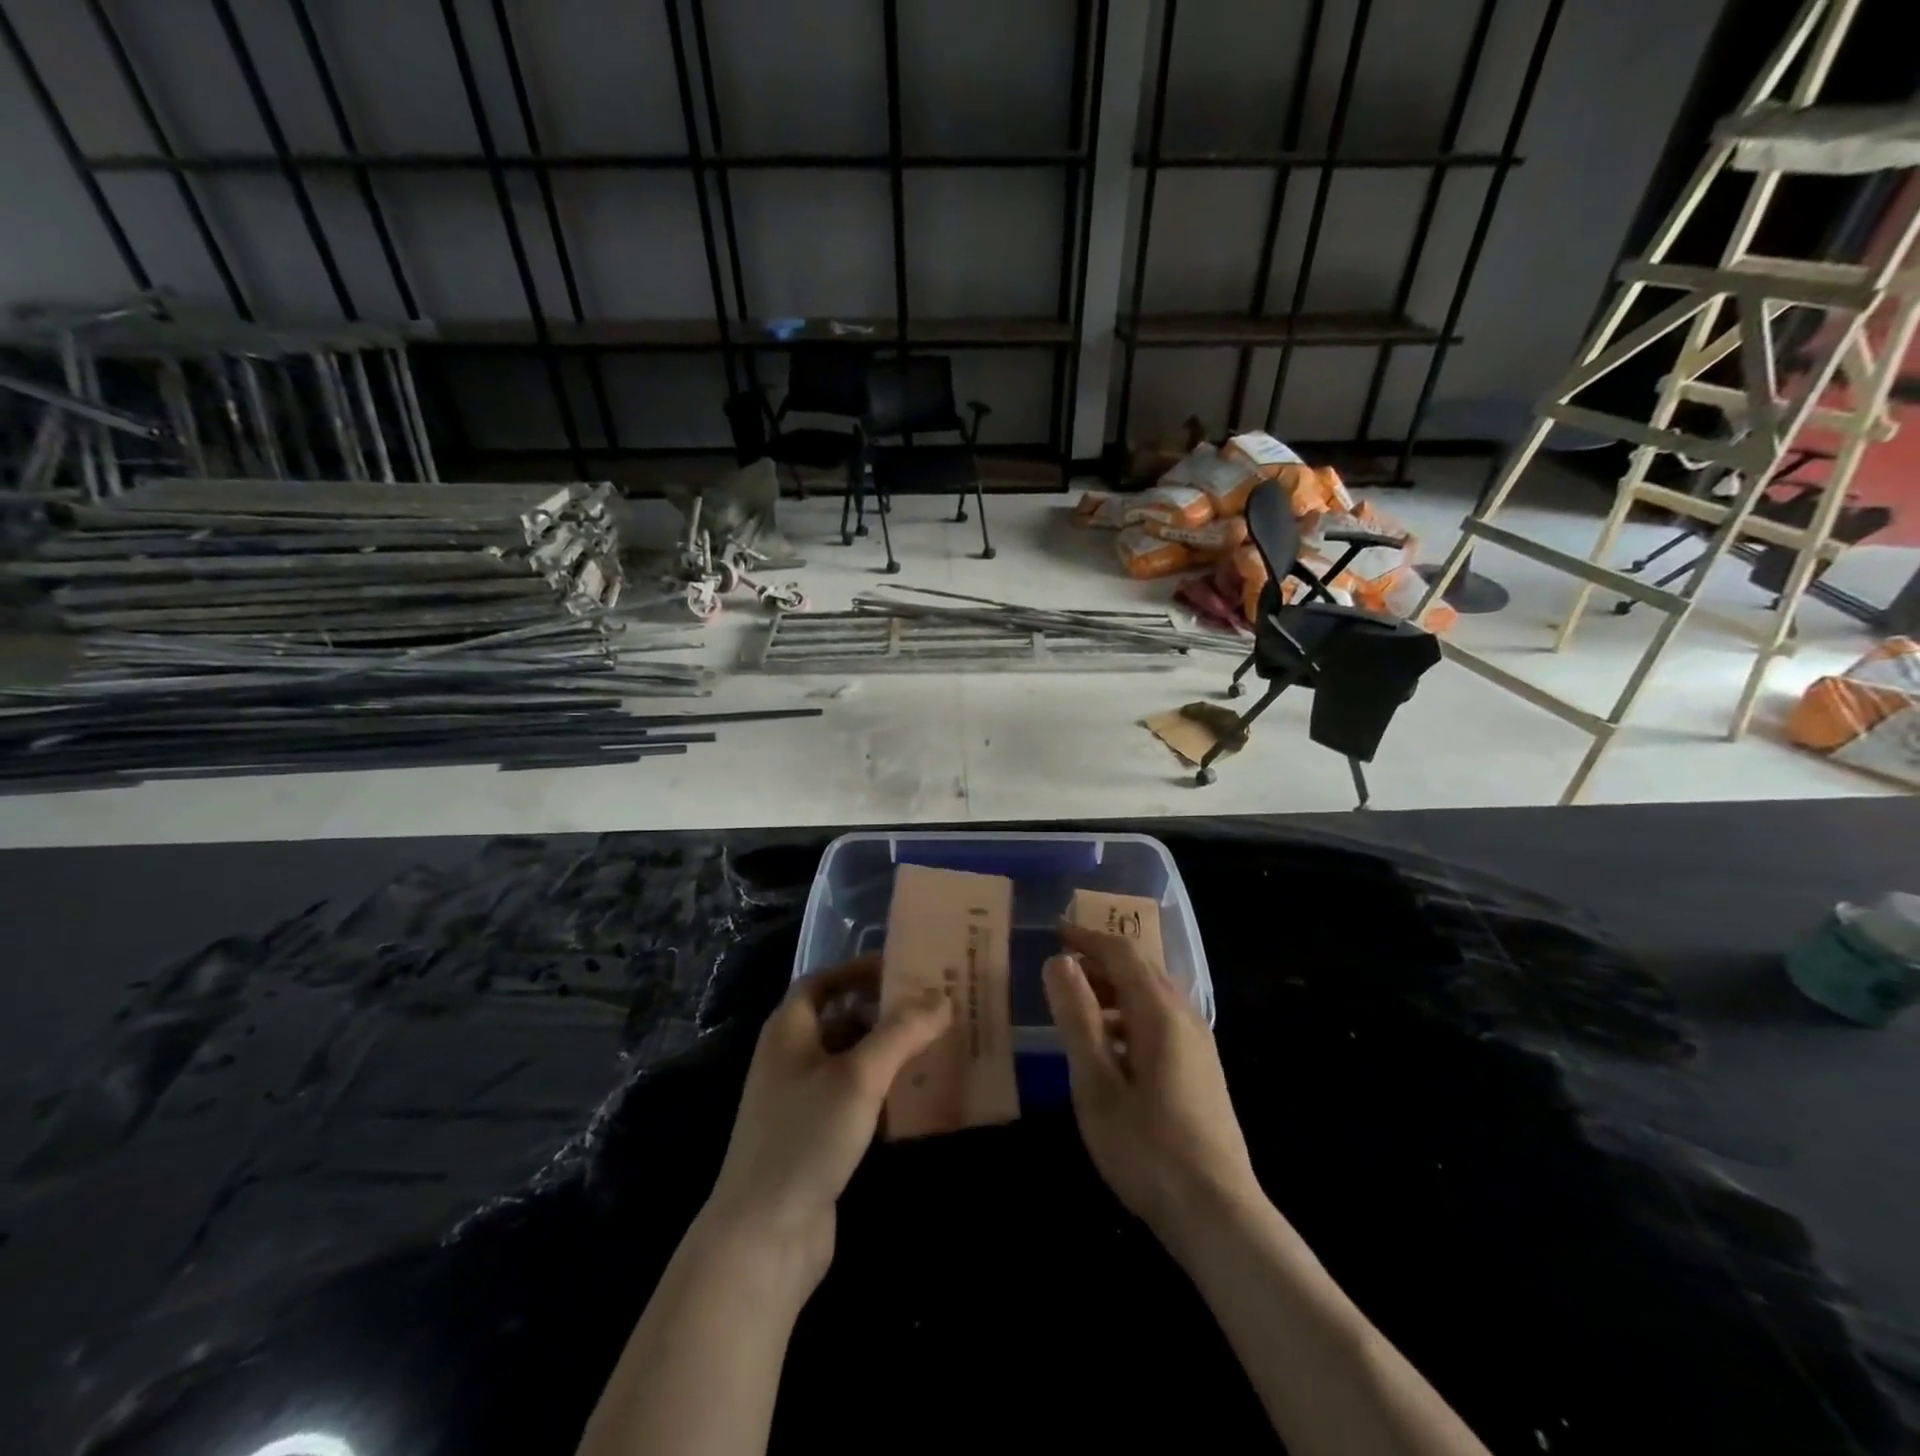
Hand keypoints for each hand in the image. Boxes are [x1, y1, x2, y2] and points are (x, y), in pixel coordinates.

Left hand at [700, 957, 950, 1292]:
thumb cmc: (806, 1137)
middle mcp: (791, 1058)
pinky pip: (856, 1100)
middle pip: (841, 1019)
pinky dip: (884, 1092)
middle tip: (933, 1008)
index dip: (859, 970)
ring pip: (852, 1061)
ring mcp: (802, 1101)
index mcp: (789, 1030)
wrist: (763, 1238)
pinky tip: (919, 1098)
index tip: (903, 969)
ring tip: (937, 1046)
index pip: (823, 981)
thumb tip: (942, 996)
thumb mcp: (859, 1076)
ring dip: (889, 1053)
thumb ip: (901, 1032)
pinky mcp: (817, 1139)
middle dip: (885, 1012)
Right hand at [1043, 919, 1261, 1243]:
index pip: (1122, 953)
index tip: (1054, 932)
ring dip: (1113, 990)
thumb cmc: (1147, 1149)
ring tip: (1076, 1008)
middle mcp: (1185, 1017)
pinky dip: (1129, 1016)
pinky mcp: (1202, 1069)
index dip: (1086, 938)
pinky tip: (1109, 1049)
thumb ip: (1077, 1019)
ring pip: (1152, 996)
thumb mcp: (1097, 1084)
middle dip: (1099, 961)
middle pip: (1140, 969)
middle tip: (1059, 969)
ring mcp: (1199, 1044)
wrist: (1218, 1214)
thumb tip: (1059, 962)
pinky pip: (1161, 1021)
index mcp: (1159, 1013)